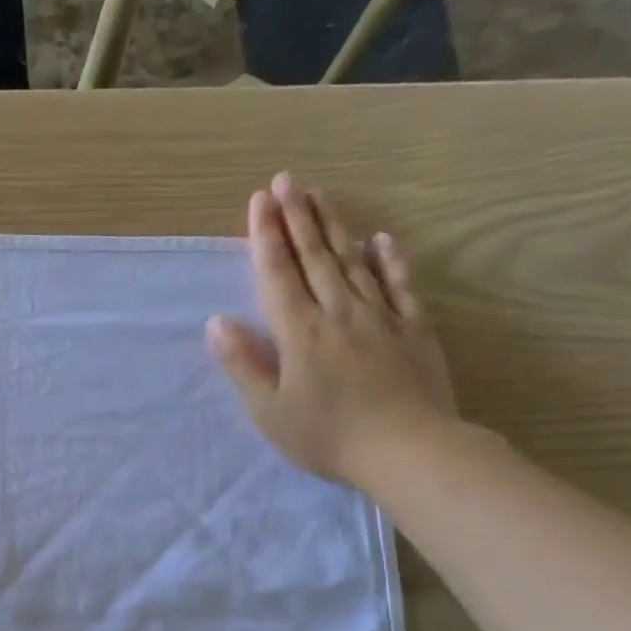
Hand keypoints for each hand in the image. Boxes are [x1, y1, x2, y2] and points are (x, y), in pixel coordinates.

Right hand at [208, 171, 456, 487]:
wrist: (409, 450)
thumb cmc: (328, 436)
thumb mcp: (269, 410)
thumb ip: (244, 363)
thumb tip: (217, 322)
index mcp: (300, 332)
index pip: (278, 273)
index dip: (266, 236)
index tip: (259, 200)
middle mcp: (338, 312)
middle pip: (314, 257)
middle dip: (297, 217)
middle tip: (287, 180)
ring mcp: (380, 317)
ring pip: (352, 261)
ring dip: (334, 226)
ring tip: (320, 195)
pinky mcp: (413, 329)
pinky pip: (399, 285)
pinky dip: (388, 260)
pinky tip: (380, 239)